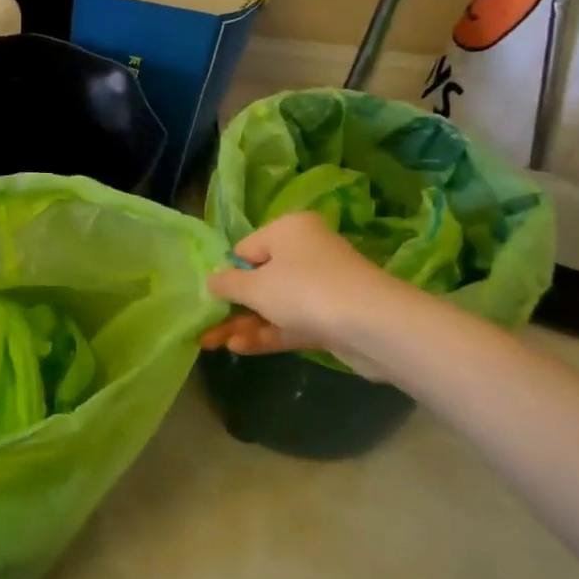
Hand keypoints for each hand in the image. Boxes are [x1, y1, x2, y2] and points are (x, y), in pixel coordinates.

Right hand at [202, 212, 408, 359]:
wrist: (373, 326)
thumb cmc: (304, 290)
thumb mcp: (254, 286)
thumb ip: (228, 284)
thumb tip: (211, 280)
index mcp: (289, 229)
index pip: (246, 248)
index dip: (228, 273)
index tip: (211, 297)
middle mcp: (307, 252)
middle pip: (260, 278)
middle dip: (232, 305)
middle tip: (205, 325)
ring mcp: (322, 286)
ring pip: (274, 304)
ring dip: (245, 323)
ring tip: (211, 344)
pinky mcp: (332, 318)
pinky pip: (292, 322)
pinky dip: (267, 333)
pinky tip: (238, 349)